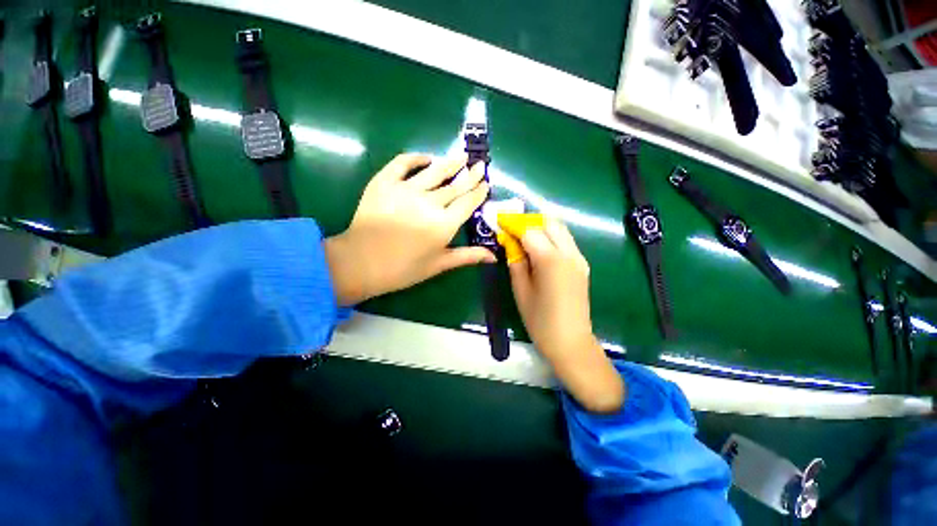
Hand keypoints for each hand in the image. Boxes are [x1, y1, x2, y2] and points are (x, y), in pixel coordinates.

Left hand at [325, 153, 494, 305]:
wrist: (360, 263)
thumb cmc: (403, 269)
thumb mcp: (438, 264)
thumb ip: (467, 256)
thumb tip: (494, 257)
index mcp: (444, 224)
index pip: (467, 203)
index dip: (478, 193)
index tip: (486, 184)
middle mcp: (429, 203)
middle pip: (455, 186)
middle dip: (470, 175)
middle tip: (480, 165)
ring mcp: (406, 190)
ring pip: (434, 172)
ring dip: (450, 163)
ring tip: (461, 156)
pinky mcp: (384, 182)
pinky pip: (402, 163)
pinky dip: (415, 158)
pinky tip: (426, 158)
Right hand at [509, 219, 624, 412]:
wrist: (570, 341)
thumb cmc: (539, 320)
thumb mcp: (520, 290)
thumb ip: (515, 262)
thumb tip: (510, 243)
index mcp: (551, 260)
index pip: (530, 230)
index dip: (514, 224)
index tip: (500, 221)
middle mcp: (568, 253)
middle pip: (550, 223)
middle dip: (530, 221)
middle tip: (513, 229)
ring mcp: (579, 258)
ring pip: (561, 229)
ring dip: (542, 227)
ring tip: (524, 236)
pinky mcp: (582, 265)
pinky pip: (566, 241)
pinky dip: (551, 237)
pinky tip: (540, 248)